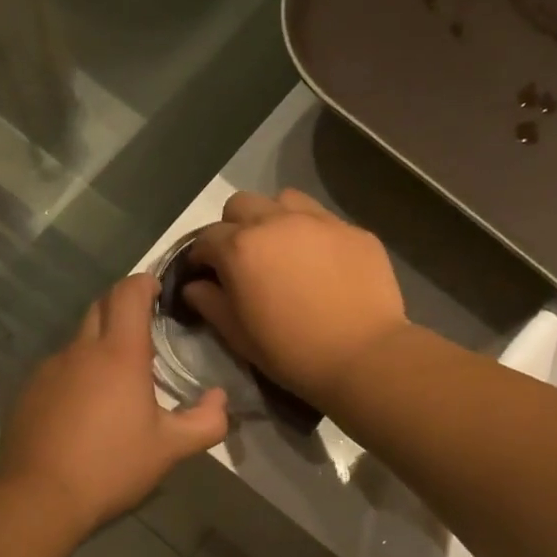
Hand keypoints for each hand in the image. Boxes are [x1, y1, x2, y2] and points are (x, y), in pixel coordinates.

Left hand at [0, 274, 228, 531]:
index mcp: (119, 354)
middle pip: (101, 306)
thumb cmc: (112, 467)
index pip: (129, 293)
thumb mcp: (170, 449)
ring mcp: (49, 369)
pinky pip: (58, 369)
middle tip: (143, 328)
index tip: (157, 289)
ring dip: (99, 345)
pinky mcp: (28, 390)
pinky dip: (76, 374)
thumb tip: (221, 399)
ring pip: (78, 341)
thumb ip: (206, 422)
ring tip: (116, 380)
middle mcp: (81, 350)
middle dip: (122, 305)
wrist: (40, 496)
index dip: (144, 282)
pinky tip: (82, 409)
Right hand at [183, 189, 408, 403]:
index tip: (205, 274)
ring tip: (282, 249)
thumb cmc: (290, 352)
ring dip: (273, 218)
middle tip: (243, 258)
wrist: (362, 356)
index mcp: (241, 248)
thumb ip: (210, 303)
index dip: (200, 256)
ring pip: (284, 200)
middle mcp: (276, 221)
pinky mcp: (353, 230)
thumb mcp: (239, 335)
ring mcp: (319, 221)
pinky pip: (323, 219)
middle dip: (233, 227)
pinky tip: (321, 263)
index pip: (206, 238)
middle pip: (241, 205)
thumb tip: (194, 286)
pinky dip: (311, 233)